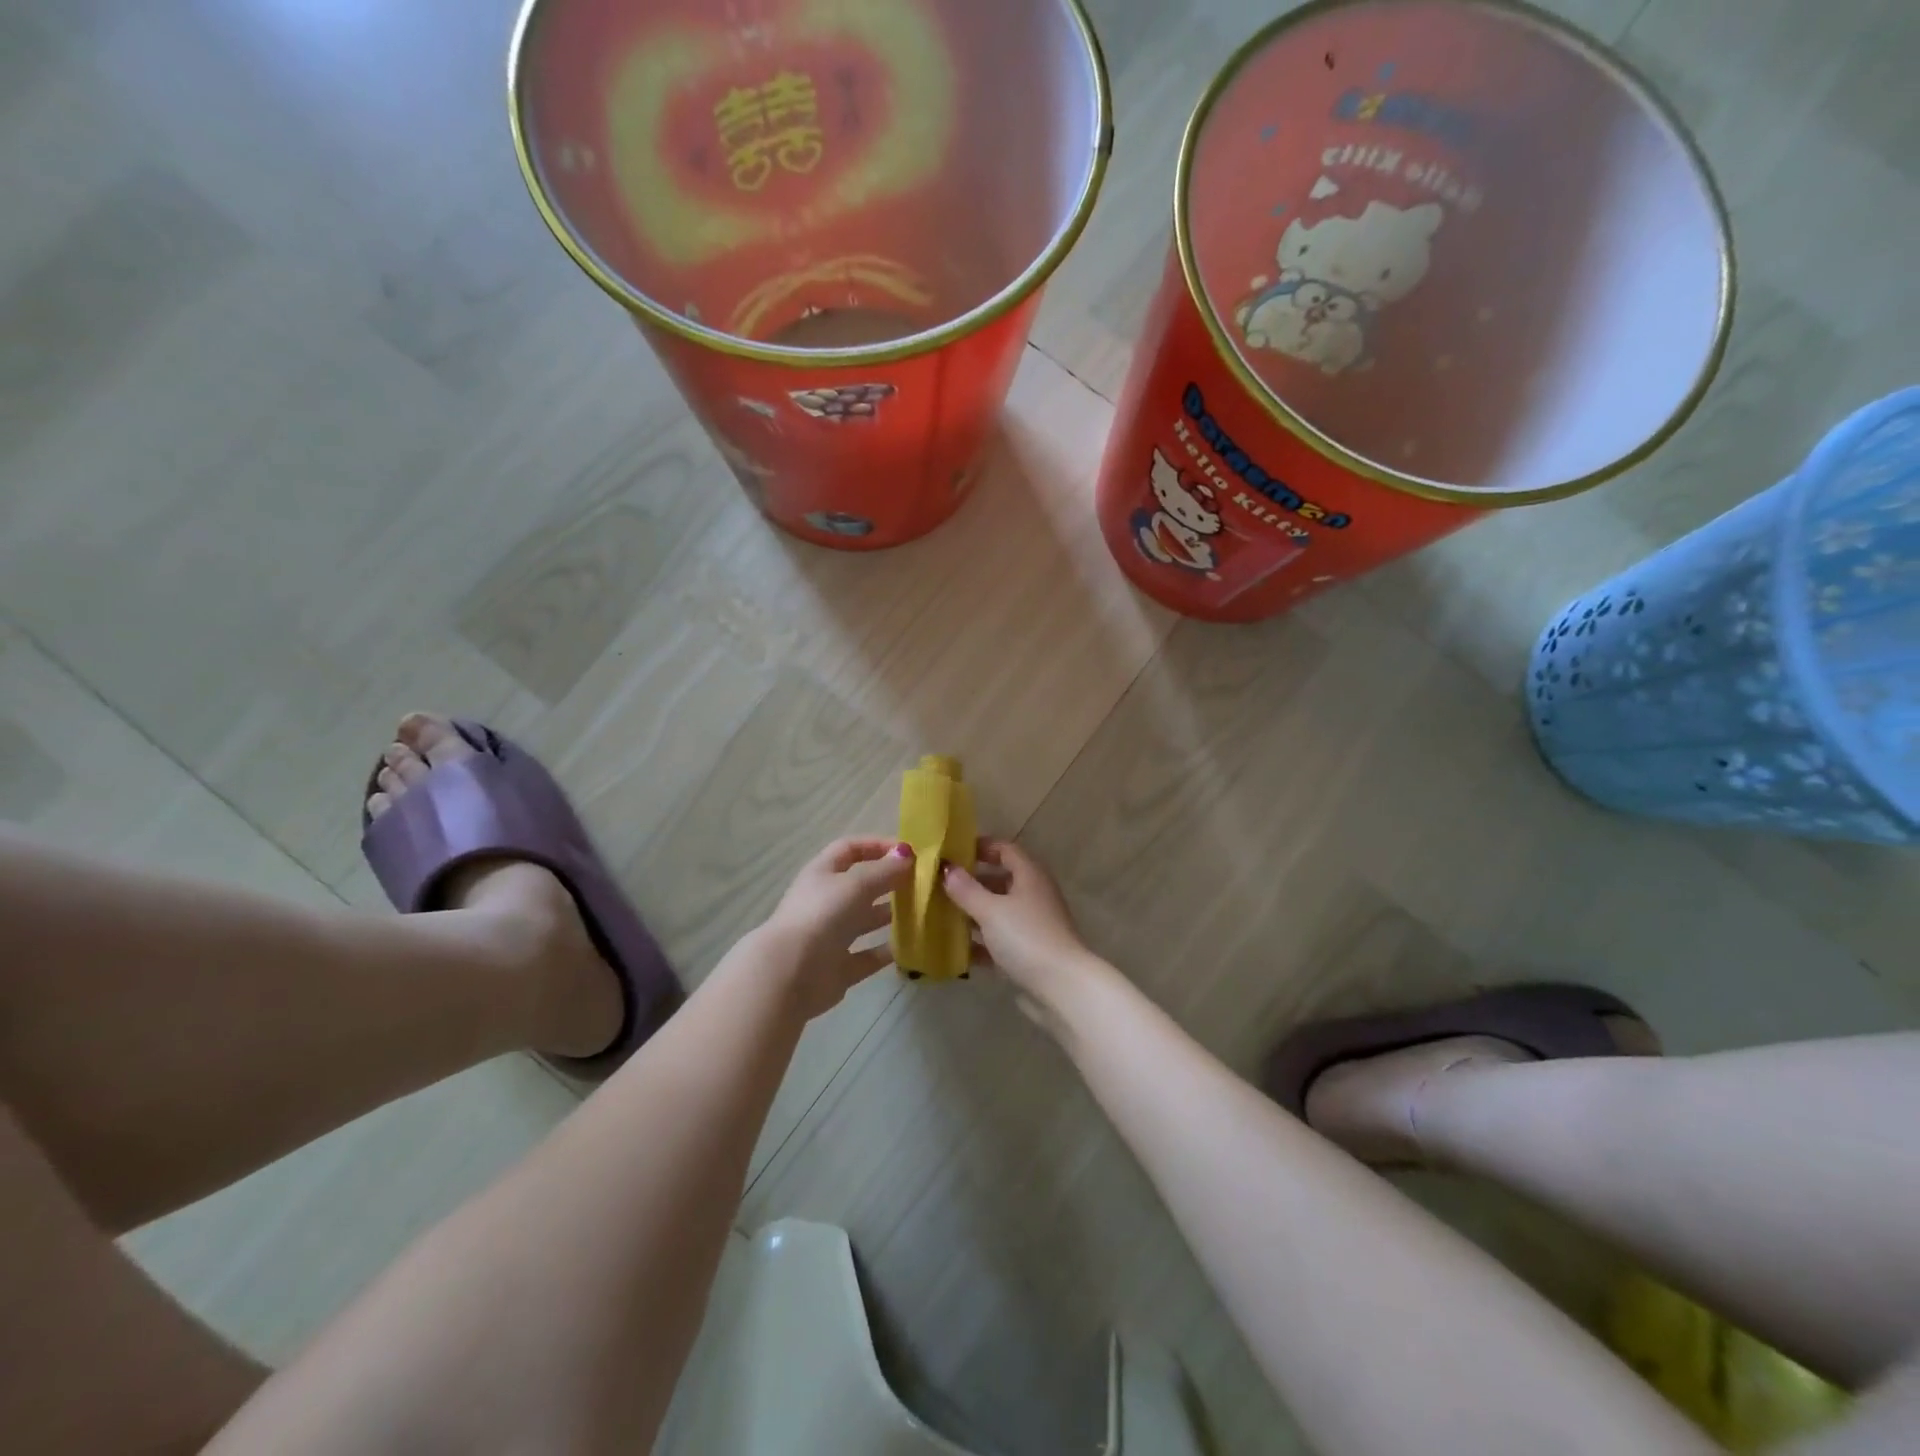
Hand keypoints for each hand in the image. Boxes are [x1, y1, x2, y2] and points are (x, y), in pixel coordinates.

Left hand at [760, 838, 912, 1019]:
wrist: (790, 974)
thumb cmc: (822, 916)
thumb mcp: (856, 885)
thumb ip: (884, 870)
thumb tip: (906, 854)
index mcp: (822, 874)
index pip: (850, 849)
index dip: (876, 845)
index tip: (907, 851)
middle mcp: (825, 902)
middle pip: (860, 885)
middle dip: (888, 881)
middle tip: (921, 883)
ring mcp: (830, 936)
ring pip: (864, 920)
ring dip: (889, 915)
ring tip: (920, 912)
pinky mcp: (838, 968)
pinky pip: (867, 956)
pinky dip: (885, 952)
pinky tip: (909, 947)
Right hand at [941, 840, 1108, 1027]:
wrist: (1061, 987)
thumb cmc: (1026, 938)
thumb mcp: (991, 910)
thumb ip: (966, 889)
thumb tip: (946, 868)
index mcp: (1030, 876)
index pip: (1005, 849)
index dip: (981, 847)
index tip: (953, 852)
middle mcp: (1034, 896)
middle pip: (1000, 881)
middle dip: (972, 883)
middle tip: (941, 886)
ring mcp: (1033, 926)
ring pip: (999, 912)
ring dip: (973, 913)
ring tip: (942, 915)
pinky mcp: (1029, 953)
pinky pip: (999, 941)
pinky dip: (981, 943)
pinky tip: (957, 950)